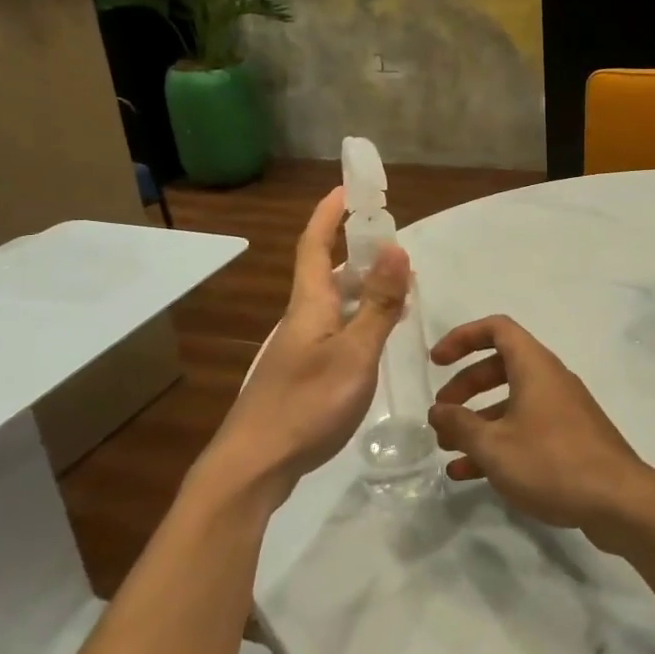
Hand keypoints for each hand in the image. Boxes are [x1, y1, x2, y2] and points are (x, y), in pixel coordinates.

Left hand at [204, 187, 410, 506]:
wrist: (255, 465)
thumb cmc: (307, 404)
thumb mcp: (355, 353)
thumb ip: (379, 305)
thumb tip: (397, 248)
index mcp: (309, 304)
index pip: (315, 244)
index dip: (329, 214)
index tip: (346, 188)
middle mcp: (301, 319)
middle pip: (327, 273)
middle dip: (357, 254)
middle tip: (395, 250)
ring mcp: (300, 349)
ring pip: (334, 305)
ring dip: (364, 290)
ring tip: (399, 292)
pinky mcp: (302, 375)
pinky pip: (336, 331)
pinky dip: (360, 321)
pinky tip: (376, 339)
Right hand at [428, 315, 654, 549]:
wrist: (619, 502)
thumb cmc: (551, 462)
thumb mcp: (494, 445)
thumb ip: (460, 424)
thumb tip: (438, 410)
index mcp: (534, 366)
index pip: (497, 329)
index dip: (462, 338)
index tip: (436, 362)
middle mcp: (550, 380)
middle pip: (500, 367)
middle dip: (465, 388)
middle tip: (441, 414)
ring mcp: (562, 411)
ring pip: (512, 402)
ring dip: (478, 421)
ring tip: (448, 449)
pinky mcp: (570, 440)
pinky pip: (526, 429)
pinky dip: (499, 443)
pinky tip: (470, 474)